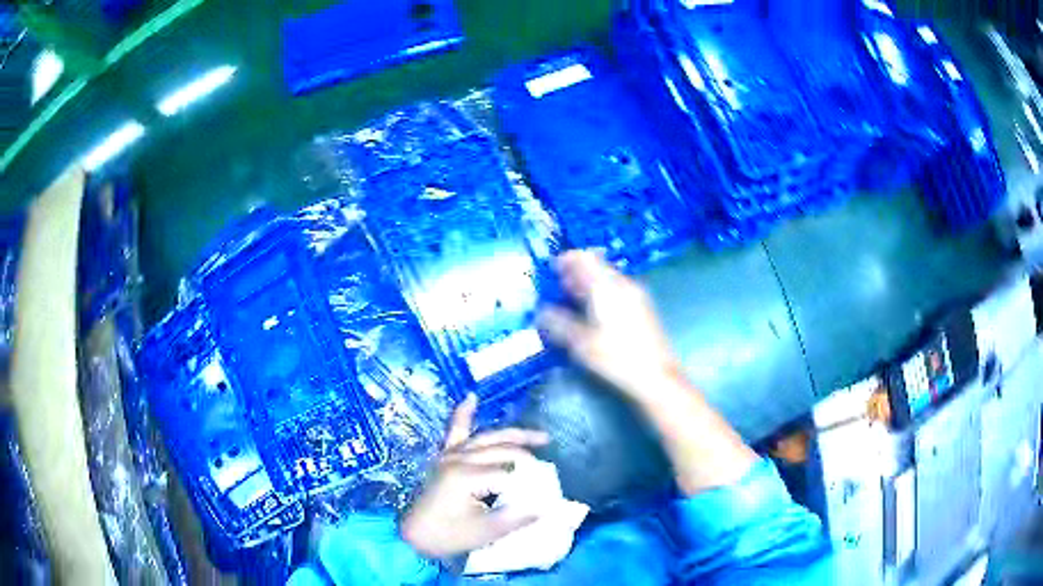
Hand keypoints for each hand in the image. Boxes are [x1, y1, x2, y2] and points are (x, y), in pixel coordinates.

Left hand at [400, 394, 550, 559]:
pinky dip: (464, 413)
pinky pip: (455, 430)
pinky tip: (471, 398)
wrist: (413, 535)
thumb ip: (517, 518)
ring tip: (541, 437)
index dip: (532, 483)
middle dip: (529, 456)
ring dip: (513, 435)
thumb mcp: (485, 532)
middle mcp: (459, 458)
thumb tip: (548, 506)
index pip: (511, 473)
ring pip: (487, 438)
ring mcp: (450, 455)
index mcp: (467, 476)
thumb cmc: (447, 536)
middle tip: (552, 467)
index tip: (547, 496)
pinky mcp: (444, 456)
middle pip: (502, 450)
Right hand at [539, 250, 756, 494]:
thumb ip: (559, 324)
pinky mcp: (642, 310)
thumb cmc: (617, 358)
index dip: (567, 259)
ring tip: (570, 300)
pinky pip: (616, 292)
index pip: (585, 258)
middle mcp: (623, 285)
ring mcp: (636, 297)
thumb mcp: (581, 344)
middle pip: (597, 267)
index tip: (552, 269)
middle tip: (557, 286)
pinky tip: (591, 314)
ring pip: (607, 281)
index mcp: (607, 287)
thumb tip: (541, 313)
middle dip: (575, 274)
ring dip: (587, 286)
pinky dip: (600, 296)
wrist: (656, 378)